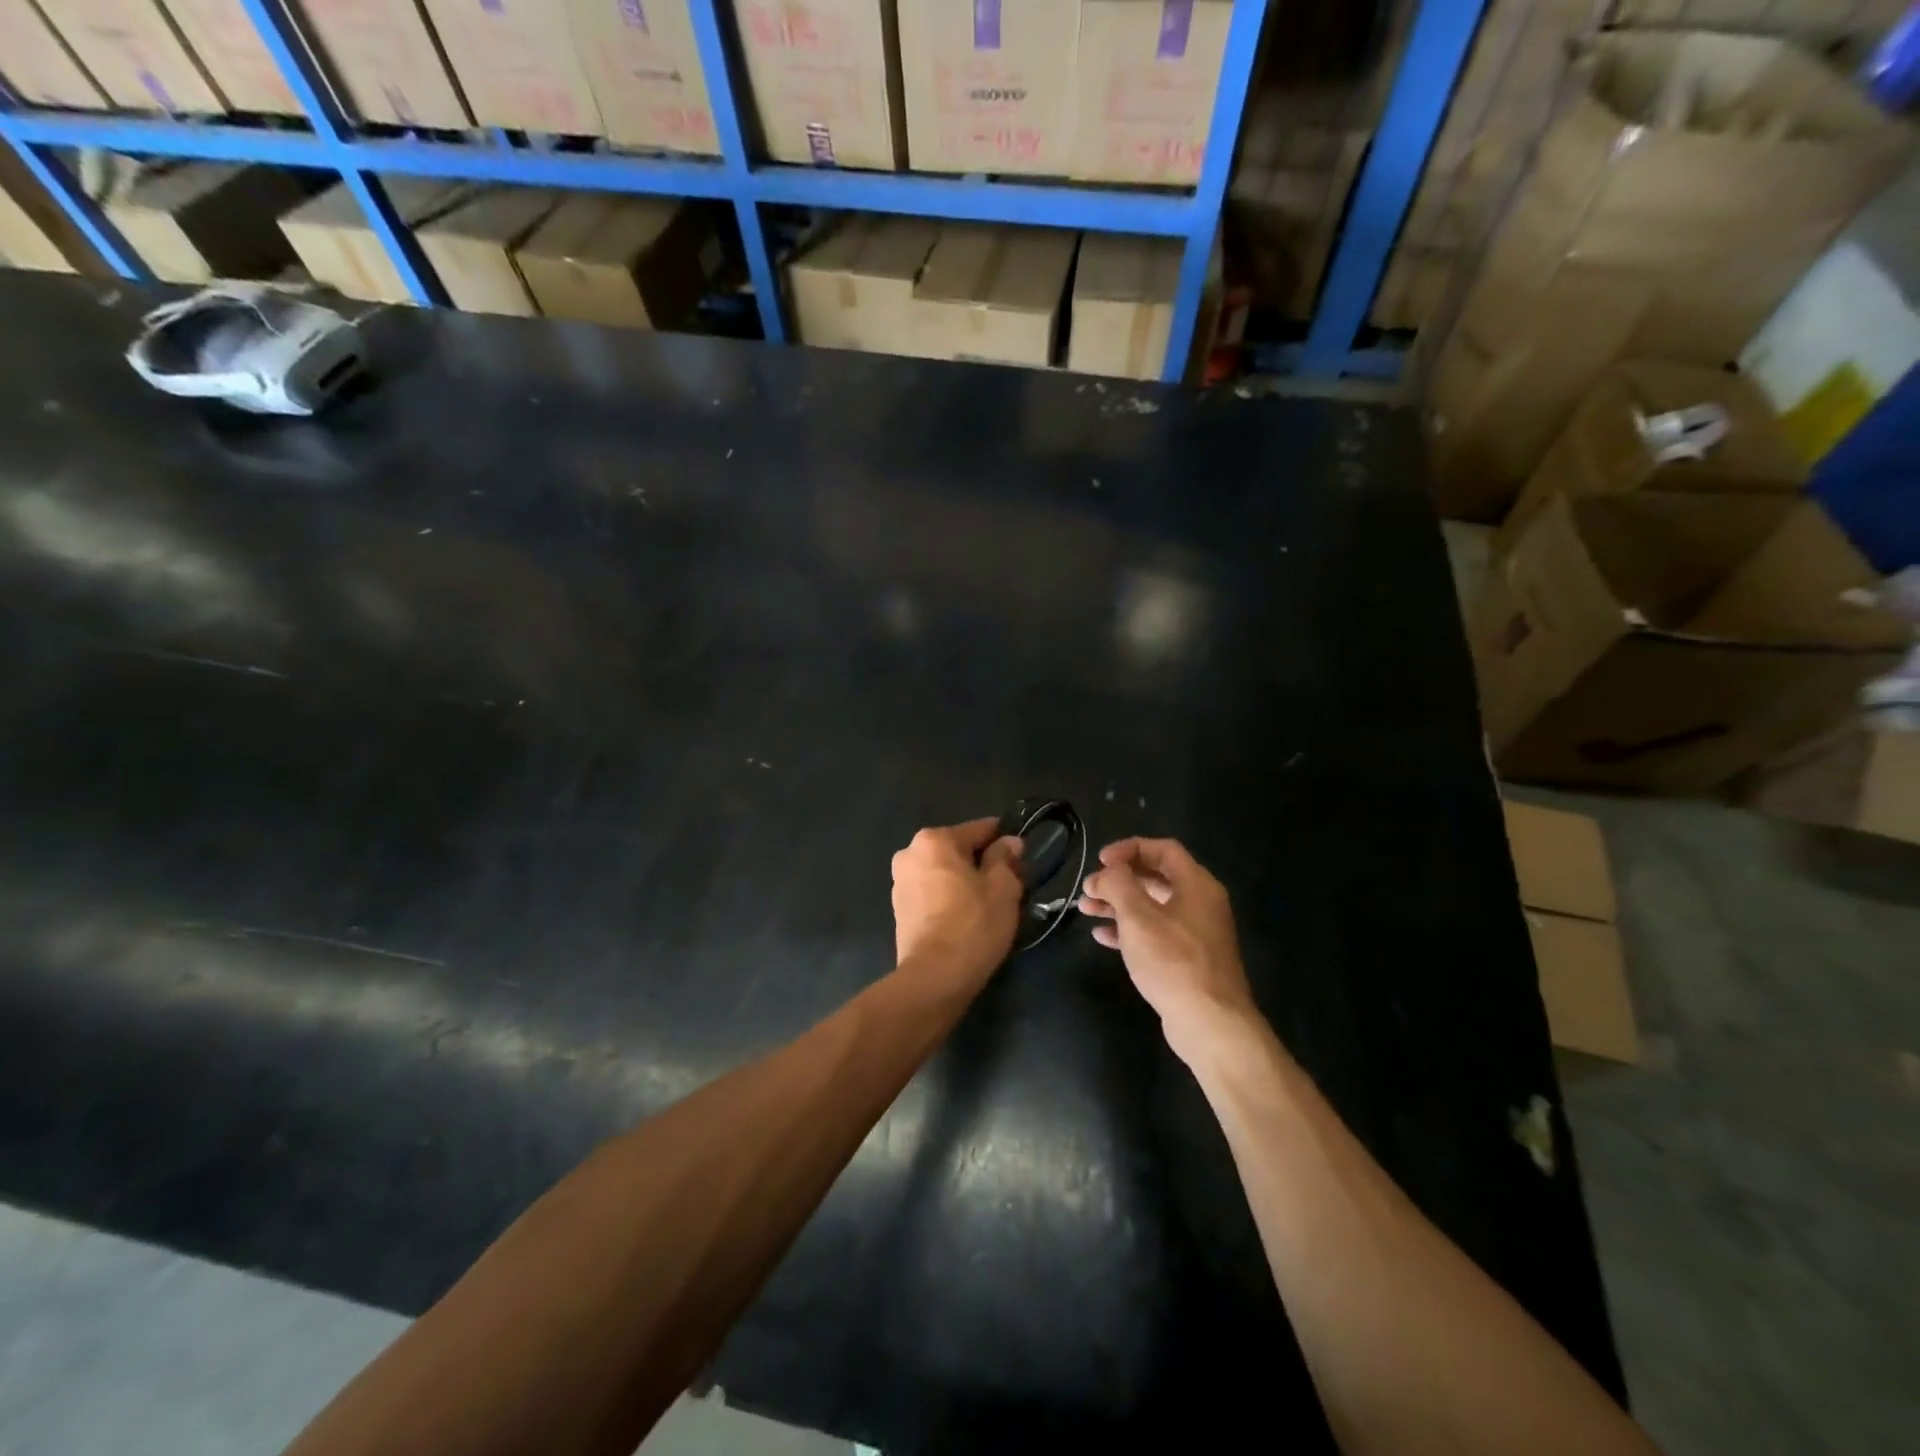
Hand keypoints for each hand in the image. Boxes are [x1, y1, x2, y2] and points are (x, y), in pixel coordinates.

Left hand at [891, 818, 1024, 986]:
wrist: (935, 977)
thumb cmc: (973, 924)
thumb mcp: (1003, 887)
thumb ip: (1006, 858)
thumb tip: (1009, 843)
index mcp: (934, 840)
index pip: (979, 830)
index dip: (1004, 841)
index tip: (1022, 857)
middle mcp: (910, 854)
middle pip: (958, 851)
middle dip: (982, 863)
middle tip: (1008, 886)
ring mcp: (899, 883)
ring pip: (944, 873)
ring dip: (964, 882)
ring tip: (988, 906)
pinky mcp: (899, 910)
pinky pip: (932, 893)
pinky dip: (949, 899)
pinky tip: (966, 918)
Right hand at [1079, 838, 1255, 1063]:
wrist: (1210, 1023)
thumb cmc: (1173, 962)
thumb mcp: (1138, 917)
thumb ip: (1119, 885)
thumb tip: (1107, 872)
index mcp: (1196, 885)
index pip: (1163, 849)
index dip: (1129, 848)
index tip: (1100, 860)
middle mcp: (1201, 903)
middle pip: (1156, 877)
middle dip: (1119, 879)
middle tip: (1089, 887)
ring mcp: (1196, 933)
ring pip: (1152, 907)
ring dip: (1118, 904)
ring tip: (1085, 909)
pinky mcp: (1188, 960)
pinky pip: (1155, 933)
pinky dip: (1129, 930)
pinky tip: (1102, 937)